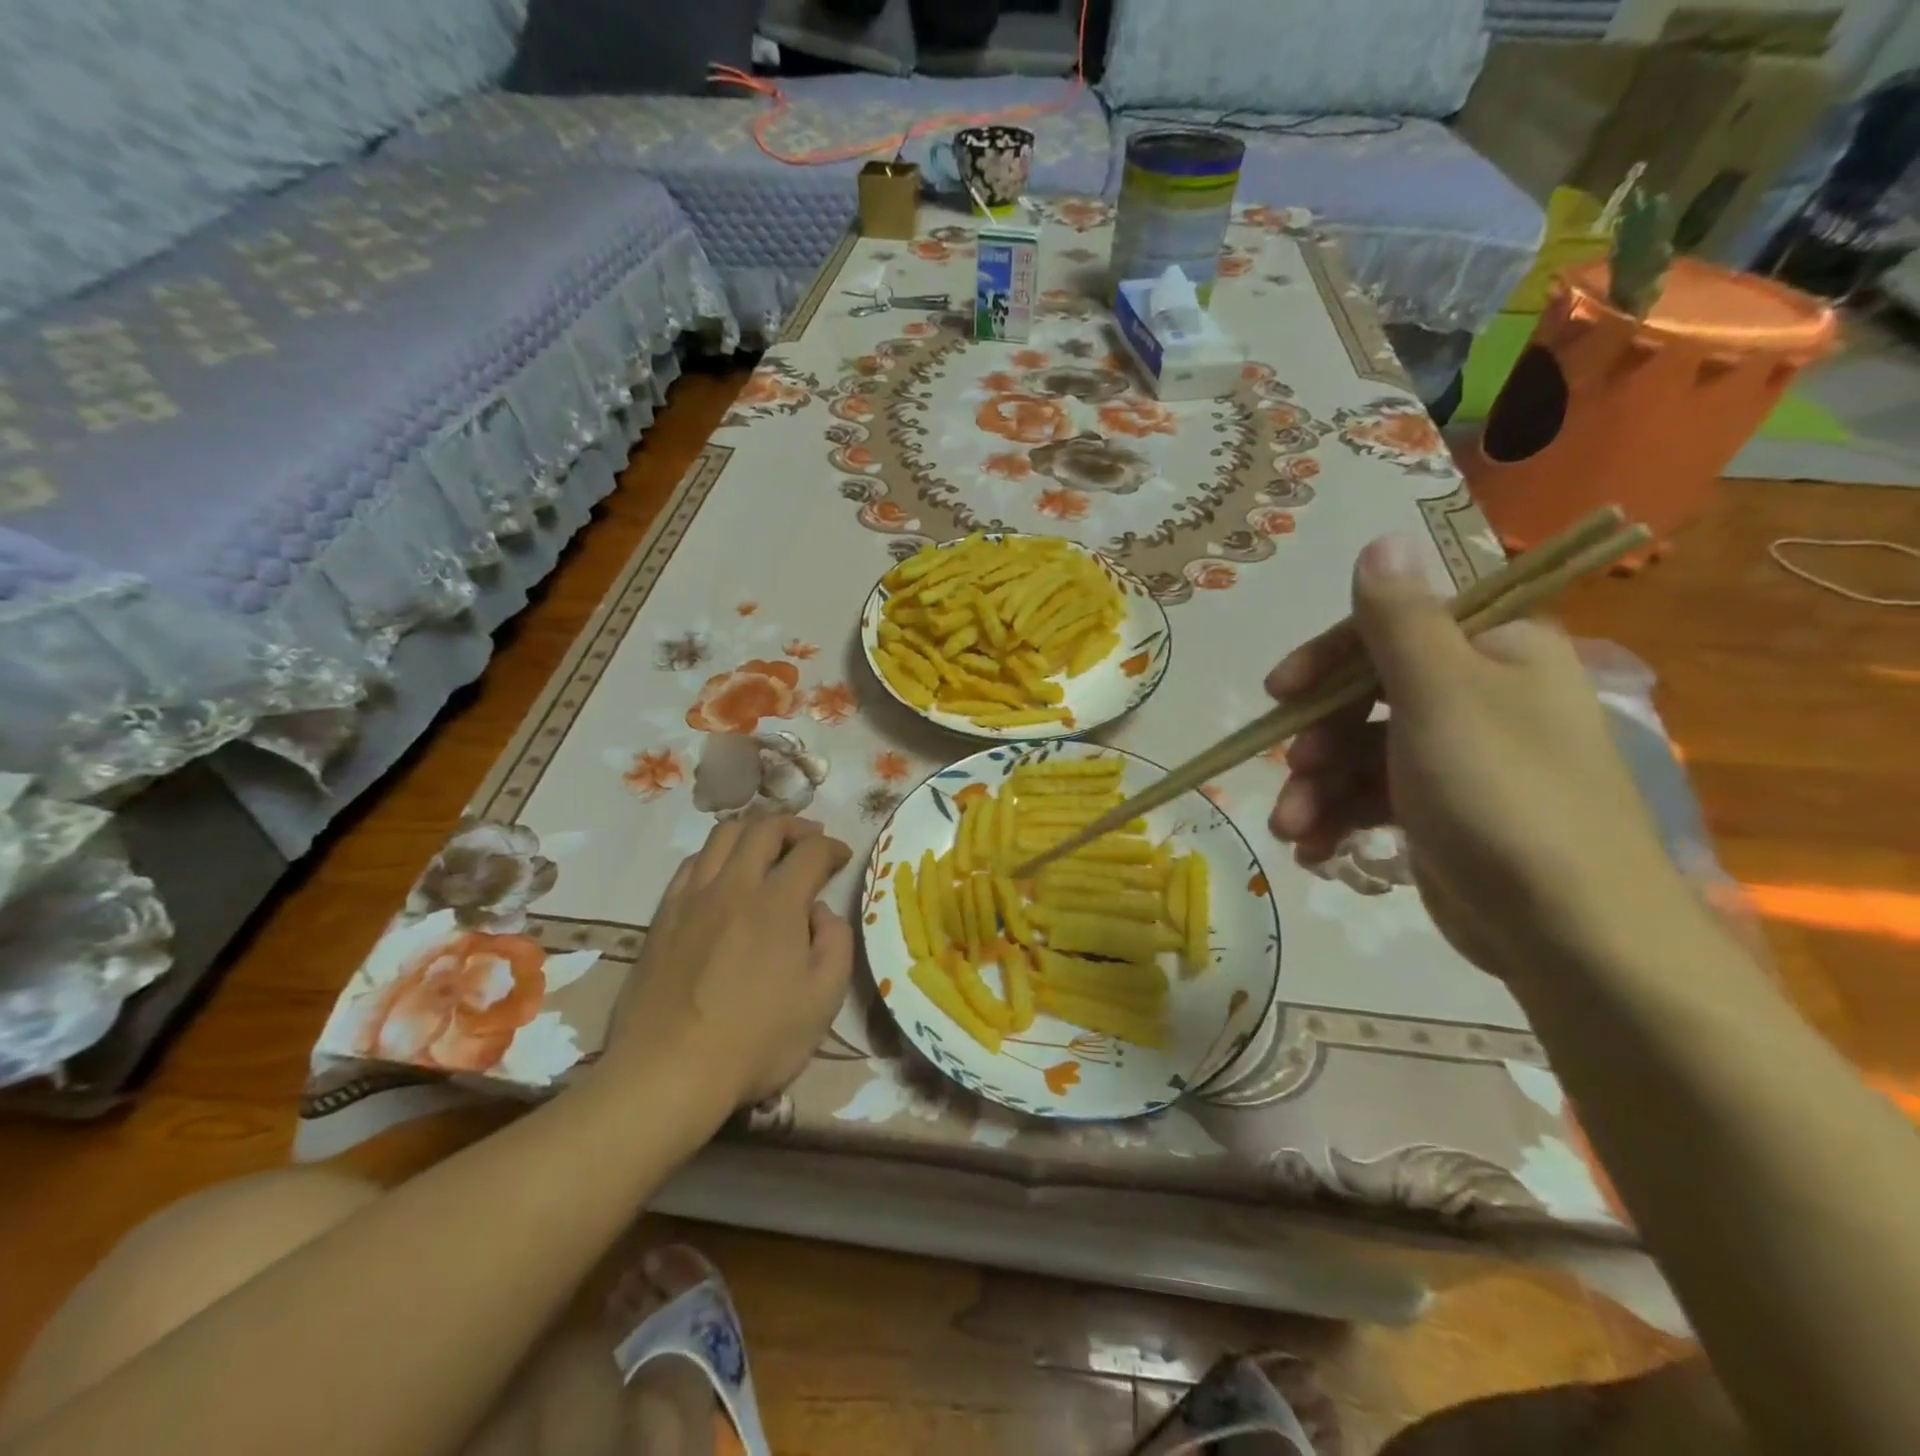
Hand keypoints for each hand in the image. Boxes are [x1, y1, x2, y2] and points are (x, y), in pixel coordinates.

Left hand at [600, 816, 852, 1108]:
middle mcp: (734, 886)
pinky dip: (716, 854)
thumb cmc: (757, 1040)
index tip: (843, 857)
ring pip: (723, 835)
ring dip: (753, 830)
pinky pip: (691, 863)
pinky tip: (723, 873)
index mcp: (778, 903)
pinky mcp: (663, 915)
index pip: (811, 852)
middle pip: (764, 828)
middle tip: (810, 839)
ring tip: (767, 846)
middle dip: (795, 826)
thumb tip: (820, 911)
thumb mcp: (823, 999)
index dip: (833, 848)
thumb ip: (835, 943)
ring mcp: (692, 897)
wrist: (668, 1071)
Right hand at [1268, 534, 1685, 991]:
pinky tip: (1314, 849)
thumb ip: (1400, 619)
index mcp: (1495, 652)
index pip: (1391, 629)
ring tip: (1292, 828)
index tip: (1279, 692)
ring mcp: (1457, 759)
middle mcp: (1478, 697)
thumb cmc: (1501, 795)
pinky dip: (1336, 820)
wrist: (1567, 931)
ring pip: (1359, 755)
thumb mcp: (1442, 695)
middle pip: (1366, 698)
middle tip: (1290, 771)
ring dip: (1315, 790)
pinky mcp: (1439, 814)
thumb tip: (1383, 537)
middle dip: (1317, 739)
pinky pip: (1371, 800)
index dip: (1327, 659)